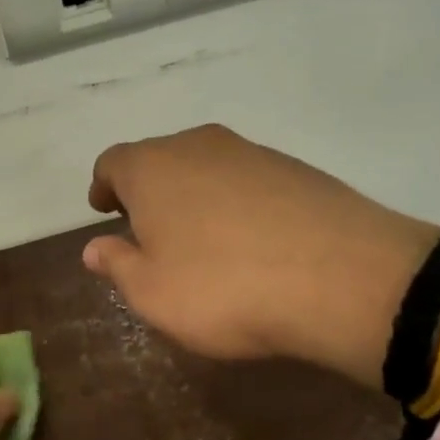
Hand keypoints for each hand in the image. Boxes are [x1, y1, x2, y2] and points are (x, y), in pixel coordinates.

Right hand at [84, 125, 439, 391]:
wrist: (344, 278)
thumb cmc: (224, 288)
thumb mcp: (153, 294)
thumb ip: (118, 265)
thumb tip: (95, 248)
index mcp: (151, 168)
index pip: (112, 163)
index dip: (104, 186)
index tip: (104, 210)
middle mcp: (196, 146)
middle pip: (158, 159)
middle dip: (147, 190)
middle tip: (148, 229)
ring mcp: (250, 152)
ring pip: (204, 166)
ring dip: (192, 194)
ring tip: (200, 237)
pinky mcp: (295, 167)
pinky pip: (246, 179)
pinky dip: (234, 200)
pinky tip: (250, 238)